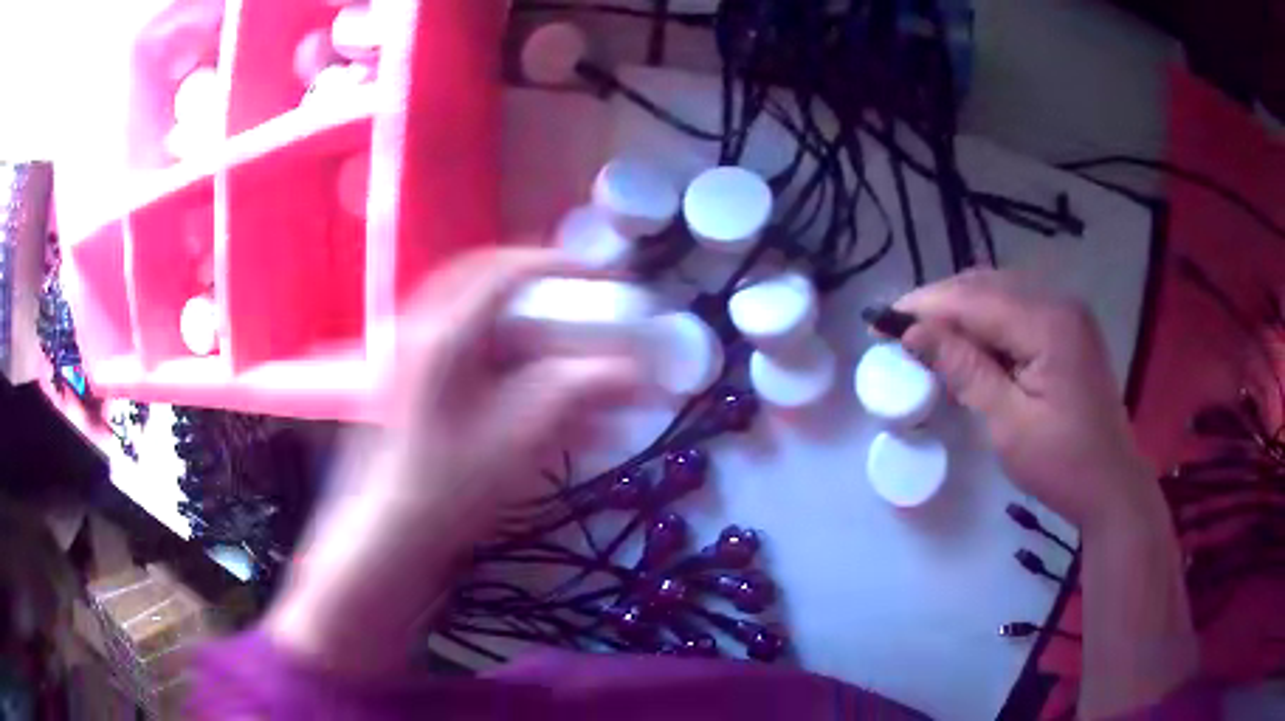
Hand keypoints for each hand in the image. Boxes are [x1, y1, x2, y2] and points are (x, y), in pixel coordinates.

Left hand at [267, 248, 639, 674]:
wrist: (389, 537)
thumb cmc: (449, 486)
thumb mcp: (521, 436)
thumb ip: (581, 393)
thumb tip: (636, 373)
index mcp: (443, 333)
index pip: (505, 271)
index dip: (558, 266)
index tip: (600, 279)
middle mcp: (423, 334)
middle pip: (487, 290)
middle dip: (540, 295)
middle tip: (578, 305)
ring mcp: (413, 363)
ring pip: (480, 328)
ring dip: (530, 339)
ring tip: (570, 362)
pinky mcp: (415, 393)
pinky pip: (469, 362)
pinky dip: (510, 371)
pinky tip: (541, 404)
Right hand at [895, 270, 1159, 530]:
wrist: (1110, 484)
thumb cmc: (1062, 464)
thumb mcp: (1007, 424)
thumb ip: (964, 370)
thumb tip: (913, 333)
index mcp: (1048, 324)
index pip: (974, 299)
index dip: (925, 306)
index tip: (880, 320)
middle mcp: (1059, 302)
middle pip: (986, 286)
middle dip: (939, 304)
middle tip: (899, 332)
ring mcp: (1066, 312)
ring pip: (999, 293)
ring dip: (961, 311)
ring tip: (927, 339)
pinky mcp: (1068, 327)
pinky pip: (1016, 309)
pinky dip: (986, 322)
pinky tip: (968, 346)